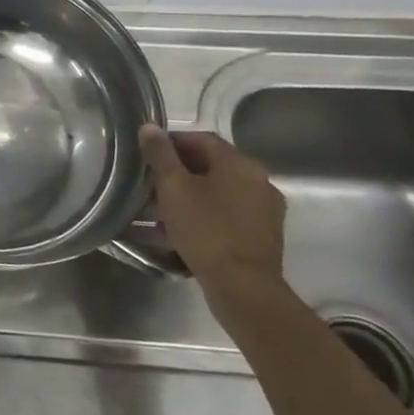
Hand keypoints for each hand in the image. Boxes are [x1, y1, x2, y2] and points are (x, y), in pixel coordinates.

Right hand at [138, 125, 286, 297]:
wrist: (243, 287)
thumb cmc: (205, 230)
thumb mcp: (173, 187)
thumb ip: (160, 154)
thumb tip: (149, 127)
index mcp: (240, 164)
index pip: (201, 139)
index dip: (171, 142)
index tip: (147, 156)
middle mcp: (259, 180)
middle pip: (212, 165)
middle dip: (179, 171)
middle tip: (151, 184)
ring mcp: (265, 209)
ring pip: (220, 190)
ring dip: (191, 194)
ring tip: (162, 210)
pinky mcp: (264, 234)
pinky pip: (229, 212)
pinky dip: (206, 213)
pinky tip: (184, 230)